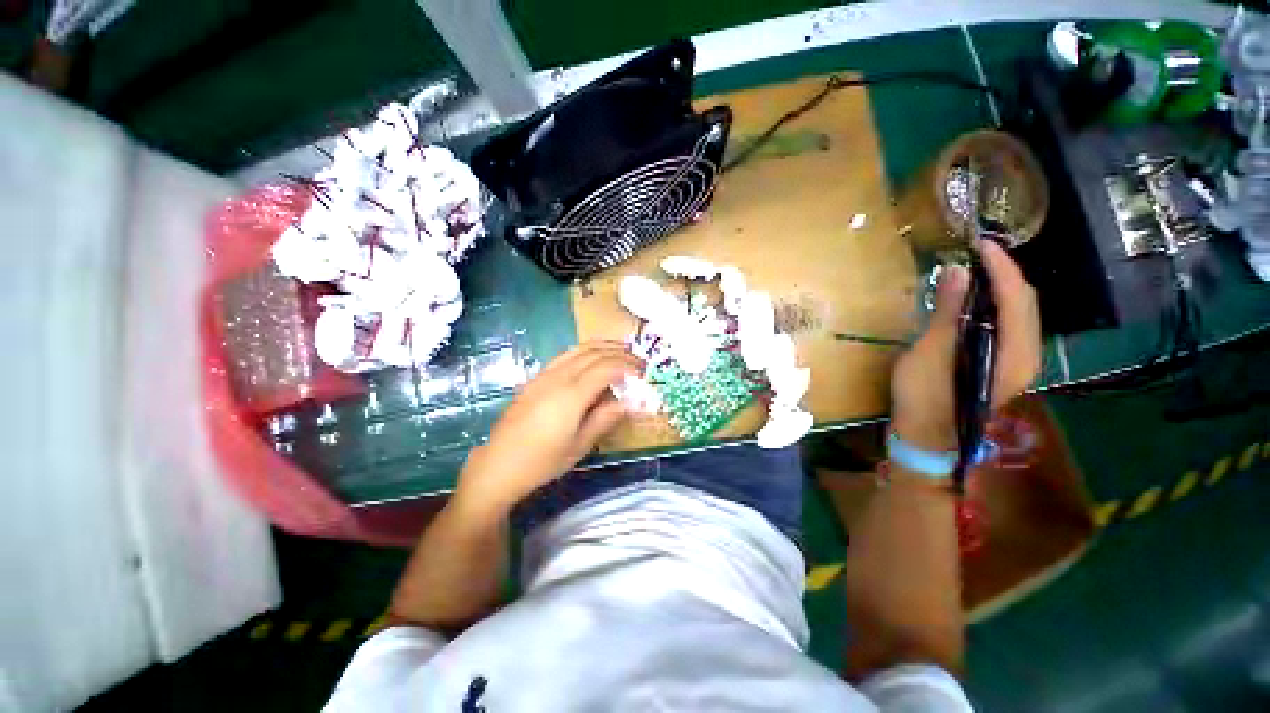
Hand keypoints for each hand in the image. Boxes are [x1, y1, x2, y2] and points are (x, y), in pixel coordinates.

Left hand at [453, 341, 642, 516]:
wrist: (499, 464)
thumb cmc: (543, 461)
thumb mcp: (580, 444)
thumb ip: (606, 418)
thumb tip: (631, 402)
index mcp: (571, 394)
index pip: (606, 368)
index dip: (628, 367)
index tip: (644, 374)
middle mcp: (558, 377)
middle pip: (594, 353)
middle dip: (620, 353)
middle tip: (639, 362)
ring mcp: (545, 374)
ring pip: (579, 348)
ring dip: (604, 346)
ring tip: (622, 351)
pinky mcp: (536, 377)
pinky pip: (566, 354)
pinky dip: (586, 351)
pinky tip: (594, 359)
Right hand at [891, 240, 1040, 450]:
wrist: (926, 438)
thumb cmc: (925, 398)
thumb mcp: (930, 354)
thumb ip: (948, 313)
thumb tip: (958, 271)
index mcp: (1014, 353)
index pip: (1016, 297)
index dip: (1001, 266)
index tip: (979, 243)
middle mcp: (1027, 355)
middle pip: (1025, 302)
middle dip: (1004, 273)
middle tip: (975, 255)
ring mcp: (1017, 361)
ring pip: (1019, 313)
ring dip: (1000, 288)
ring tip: (974, 271)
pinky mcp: (1004, 365)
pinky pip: (1008, 325)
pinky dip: (994, 306)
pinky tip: (973, 302)